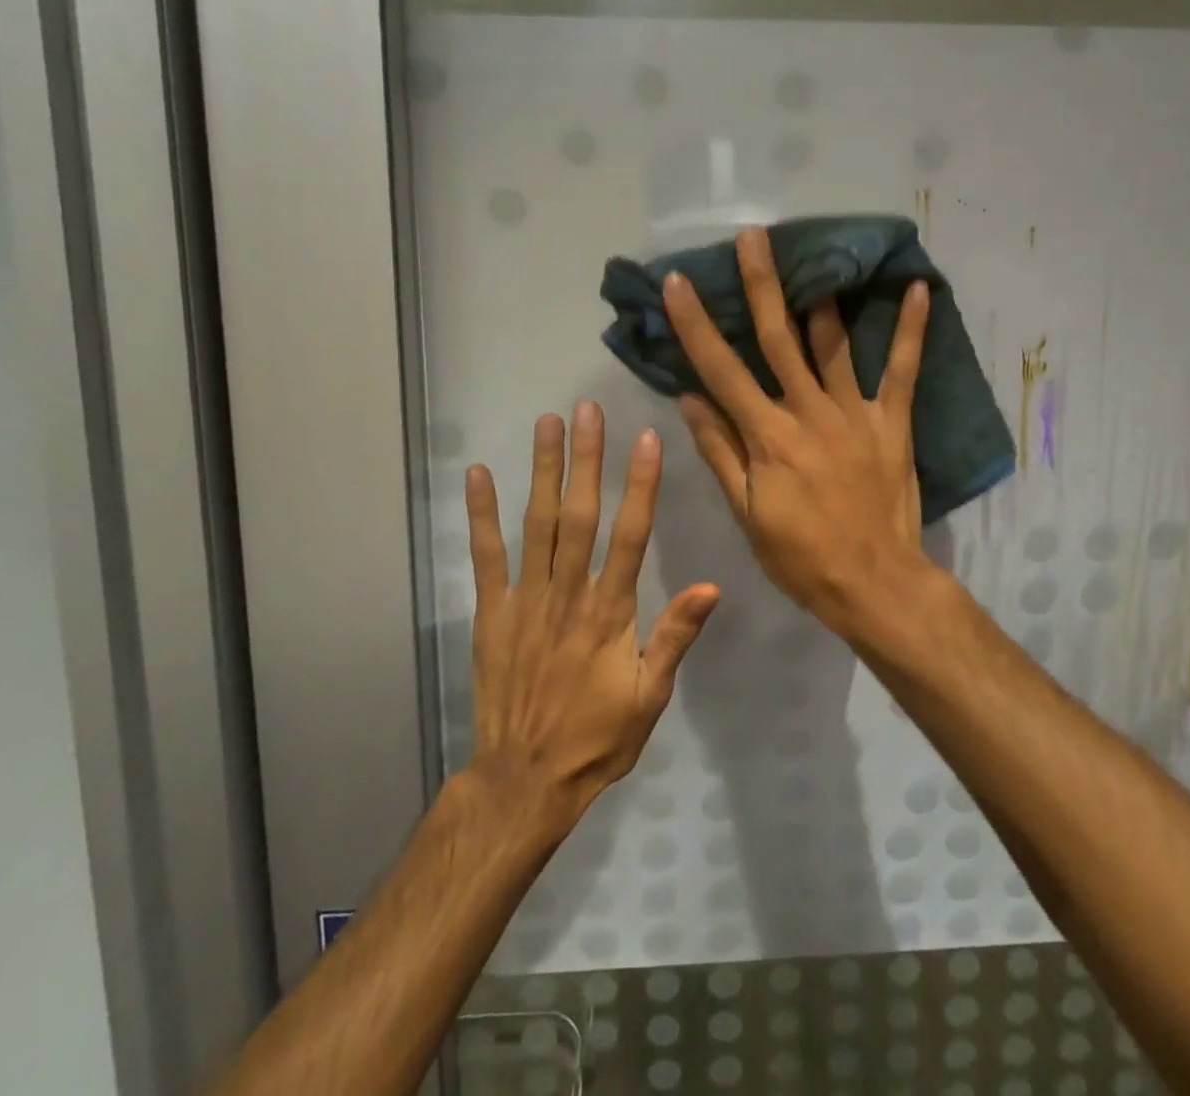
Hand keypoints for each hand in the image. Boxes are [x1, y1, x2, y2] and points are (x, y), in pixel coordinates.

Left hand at [465, 403, 719, 827]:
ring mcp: (526, 599)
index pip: (631, 535)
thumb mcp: (650, 695)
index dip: (640, 485)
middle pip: (580, 515)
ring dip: (543, 471)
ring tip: (548, 424)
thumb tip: (711, 586)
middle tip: (589, 410)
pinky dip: (482, 514)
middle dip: (587, 459)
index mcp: (611, 611)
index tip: (645, 439)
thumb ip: (674, 636)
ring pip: (537, 523)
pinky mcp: (492, 611)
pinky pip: (486, 556)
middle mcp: (569, 593)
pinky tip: (479, 475)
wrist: (525, 780)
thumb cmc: (597, 737)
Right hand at [662, 229, 931, 634]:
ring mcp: (854, 412)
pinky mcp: (892, 421)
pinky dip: (911, 330)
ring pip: (834, 344)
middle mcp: (808, 411)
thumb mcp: (747, 512)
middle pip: (779, 338)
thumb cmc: (801, 556)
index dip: (696, 324)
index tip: (678, 283)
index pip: (721, 370)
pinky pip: (903, 370)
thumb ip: (720, 452)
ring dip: (822, 297)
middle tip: (753, 236)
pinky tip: (918, 289)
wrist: (874, 583)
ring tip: (816, 252)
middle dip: (761, 285)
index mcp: (767, 435)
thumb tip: (689, 398)